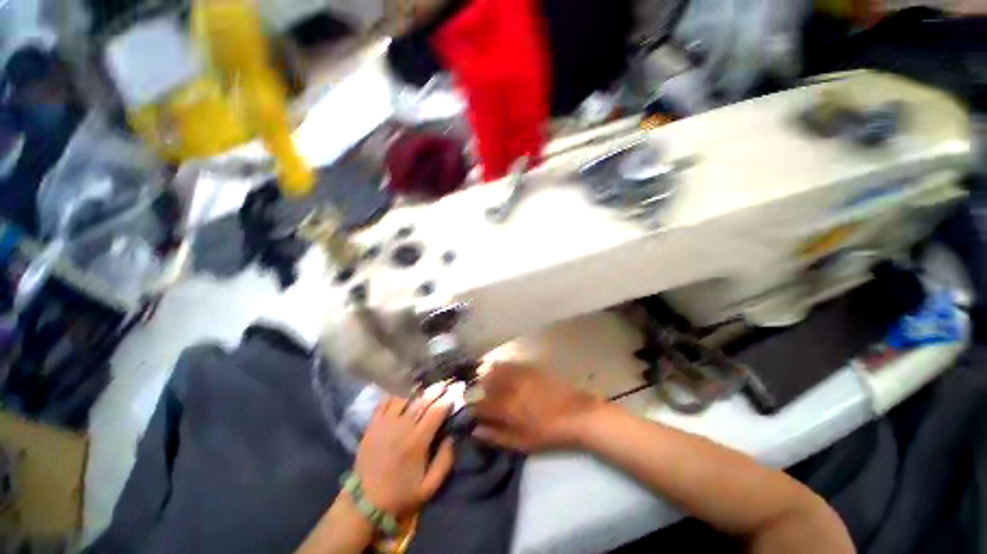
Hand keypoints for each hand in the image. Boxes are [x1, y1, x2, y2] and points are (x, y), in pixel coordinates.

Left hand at [355, 387, 454, 516]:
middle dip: (436, 390)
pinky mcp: (372, 425)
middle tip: (444, 383)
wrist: (364, 503)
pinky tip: (402, 395)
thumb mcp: (429, 488)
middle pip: (422, 401)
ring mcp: (385, 424)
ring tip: (424, 388)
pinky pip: (385, 402)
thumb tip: (452, 437)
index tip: (455, 393)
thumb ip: (445, 462)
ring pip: (404, 398)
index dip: (447, 400)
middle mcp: (402, 427)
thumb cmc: (400, 495)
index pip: (436, 412)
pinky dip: (395, 396)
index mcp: (417, 442)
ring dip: (416, 392)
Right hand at [470, 362, 606, 451]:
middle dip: (479, 389)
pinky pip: (510, 364)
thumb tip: (475, 430)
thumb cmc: (548, 432)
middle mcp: (510, 386)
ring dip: (489, 376)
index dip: (473, 408)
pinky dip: (503, 368)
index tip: (472, 411)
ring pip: (496, 369)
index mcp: (506, 406)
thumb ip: (496, 436)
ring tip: (490, 384)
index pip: (480, 404)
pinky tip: (504, 373)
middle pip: (485, 382)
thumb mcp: (521, 442)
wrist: (575, 413)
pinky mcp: (529, 367)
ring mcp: (520, 374)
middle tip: (480, 397)